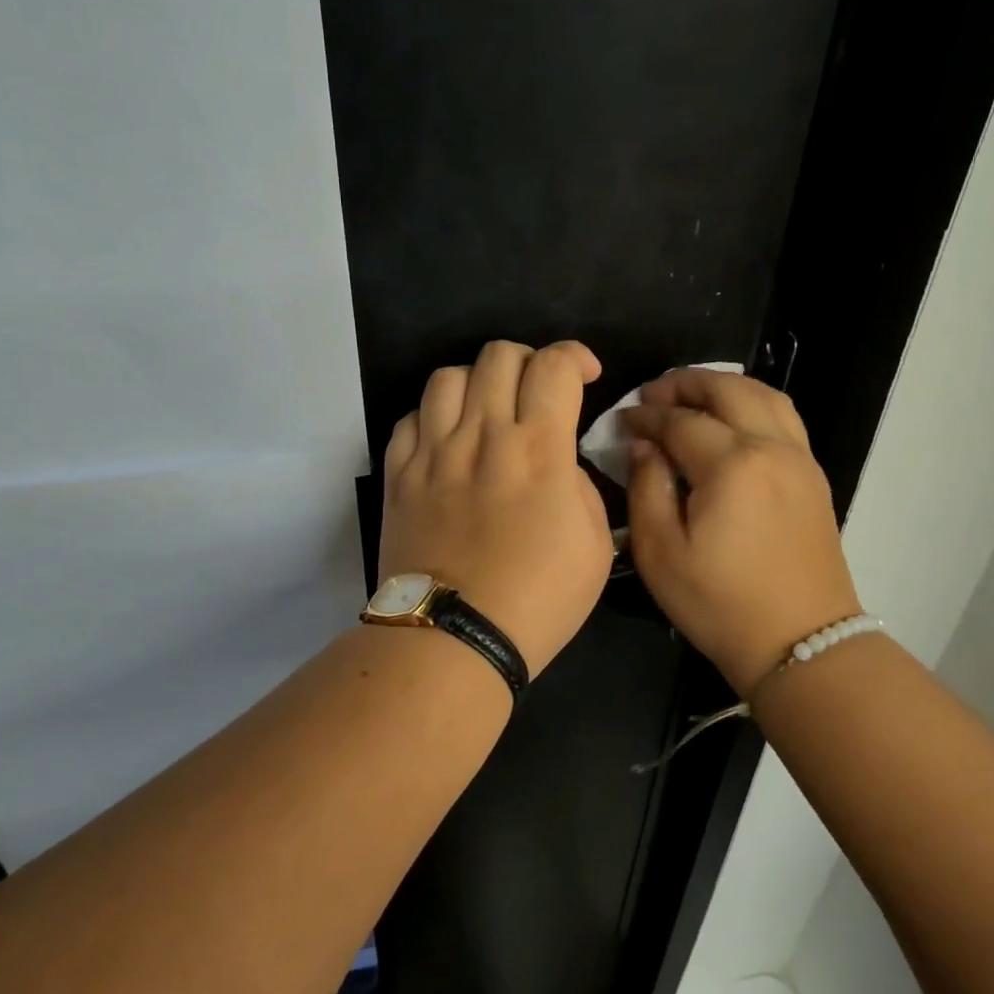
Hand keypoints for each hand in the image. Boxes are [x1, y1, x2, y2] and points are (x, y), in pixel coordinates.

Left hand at [379, 340, 611, 675]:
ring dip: (478, 383)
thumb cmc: (537, 599)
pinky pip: (410, 417)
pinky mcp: (398, 473)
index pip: (555, 365)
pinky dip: (434, 417)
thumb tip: (560, 464)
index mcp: (539, 448)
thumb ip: (582, 486)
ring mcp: (433, 451)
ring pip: (449, 376)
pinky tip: (447, 441)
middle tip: (538, 394)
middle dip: (529, 362)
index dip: (575, 356)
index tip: (585, 376)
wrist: (453, 637)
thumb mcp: (595, 546)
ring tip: (487, 412)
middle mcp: (483, 435)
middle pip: (499, 355)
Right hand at [623, 369, 861, 695]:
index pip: (680, 420)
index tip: (621, 420)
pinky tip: (731, 421)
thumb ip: (646, 488)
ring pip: (763, 395)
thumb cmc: (720, 603)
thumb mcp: (660, 553)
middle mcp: (772, 448)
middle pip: (727, 390)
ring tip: (691, 397)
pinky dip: (752, 403)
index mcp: (732, 465)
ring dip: (723, 386)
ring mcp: (800, 459)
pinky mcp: (813, 476)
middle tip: (652, 394)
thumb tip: (644, 446)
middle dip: (684, 384)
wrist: (801, 643)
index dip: (646, 416)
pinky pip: (783, 417)